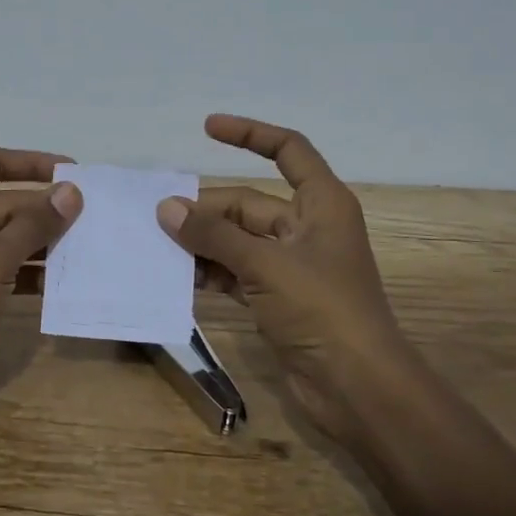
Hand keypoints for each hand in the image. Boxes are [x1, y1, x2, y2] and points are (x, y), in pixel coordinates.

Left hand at [0, 146, 82, 379]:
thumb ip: (33, 225)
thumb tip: (72, 191)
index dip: (33, 163)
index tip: (75, 173)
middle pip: (4, 202)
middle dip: (45, 211)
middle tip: (94, 218)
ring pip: (6, 236)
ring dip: (43, 243)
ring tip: (88, 248)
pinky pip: (2, 266)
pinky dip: (29, 272)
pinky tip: (63, 282)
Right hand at [157, 115, 406, 436]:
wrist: (357, 388)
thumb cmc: (322, 310)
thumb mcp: (265, 264)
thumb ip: (213, 235)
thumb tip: (166, 208)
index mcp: (321, 204)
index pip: (288, 149)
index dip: (249, 134)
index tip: (207, 127)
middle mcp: (307, 228)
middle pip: (248, 204)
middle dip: (206, 210)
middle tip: (159, 218)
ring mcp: (292, 266)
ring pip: (238, 240)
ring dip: (203, 243)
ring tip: (159, 245)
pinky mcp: (279, 299)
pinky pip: (237, 273)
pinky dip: (212, 272)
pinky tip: (179, 277)